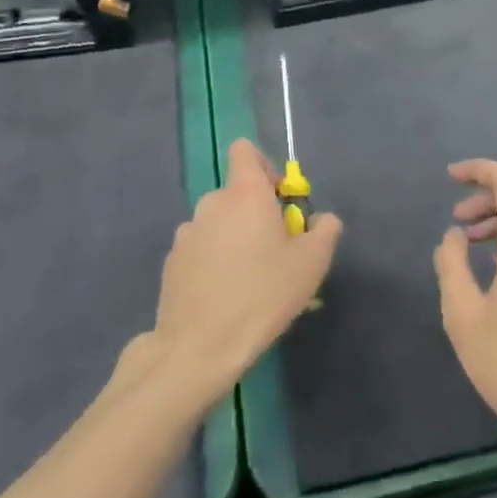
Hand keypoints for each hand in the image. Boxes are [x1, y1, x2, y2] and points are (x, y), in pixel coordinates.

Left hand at [151, 139, 341, 407]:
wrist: (200, 347)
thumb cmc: (264, 296)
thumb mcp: (313, 263)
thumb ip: (324, 229)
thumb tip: (320, 219)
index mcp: (245, 194)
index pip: (244, 150)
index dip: (265, 167)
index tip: (280, 200)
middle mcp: (212, 204)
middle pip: (237, 193)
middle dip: (256, 214)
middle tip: (276, 252)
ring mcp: (187, 234)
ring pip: (219, 224)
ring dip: (235, 239)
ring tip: (250, 282)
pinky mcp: (172, 263)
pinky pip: (201, 250)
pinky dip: (214, 262)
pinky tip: (225, 297)